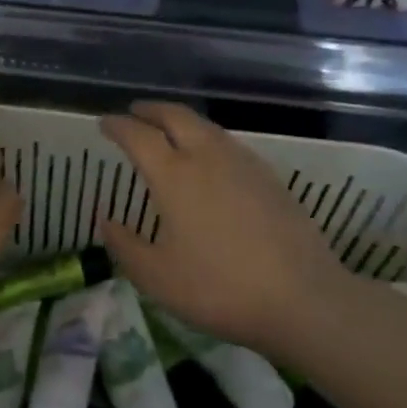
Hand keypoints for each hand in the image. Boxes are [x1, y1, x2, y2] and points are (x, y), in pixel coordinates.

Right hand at [98, 102, 365, 349]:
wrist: (303, 298)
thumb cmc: (219, 288)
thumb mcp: (157, 277)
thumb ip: (125, 246)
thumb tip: (106, 220)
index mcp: (174, 175)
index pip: (138, 135)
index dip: (117, 125)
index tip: (104, 123)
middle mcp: (207, 157)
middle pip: (175, 116)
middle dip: (150, 109)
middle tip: (134, 112)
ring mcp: (243, 163)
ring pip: (206, 127)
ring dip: (180, 121)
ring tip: (168, 131)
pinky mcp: (269, 177)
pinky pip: (228, 143)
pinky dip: (206, 138)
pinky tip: (209, 160)